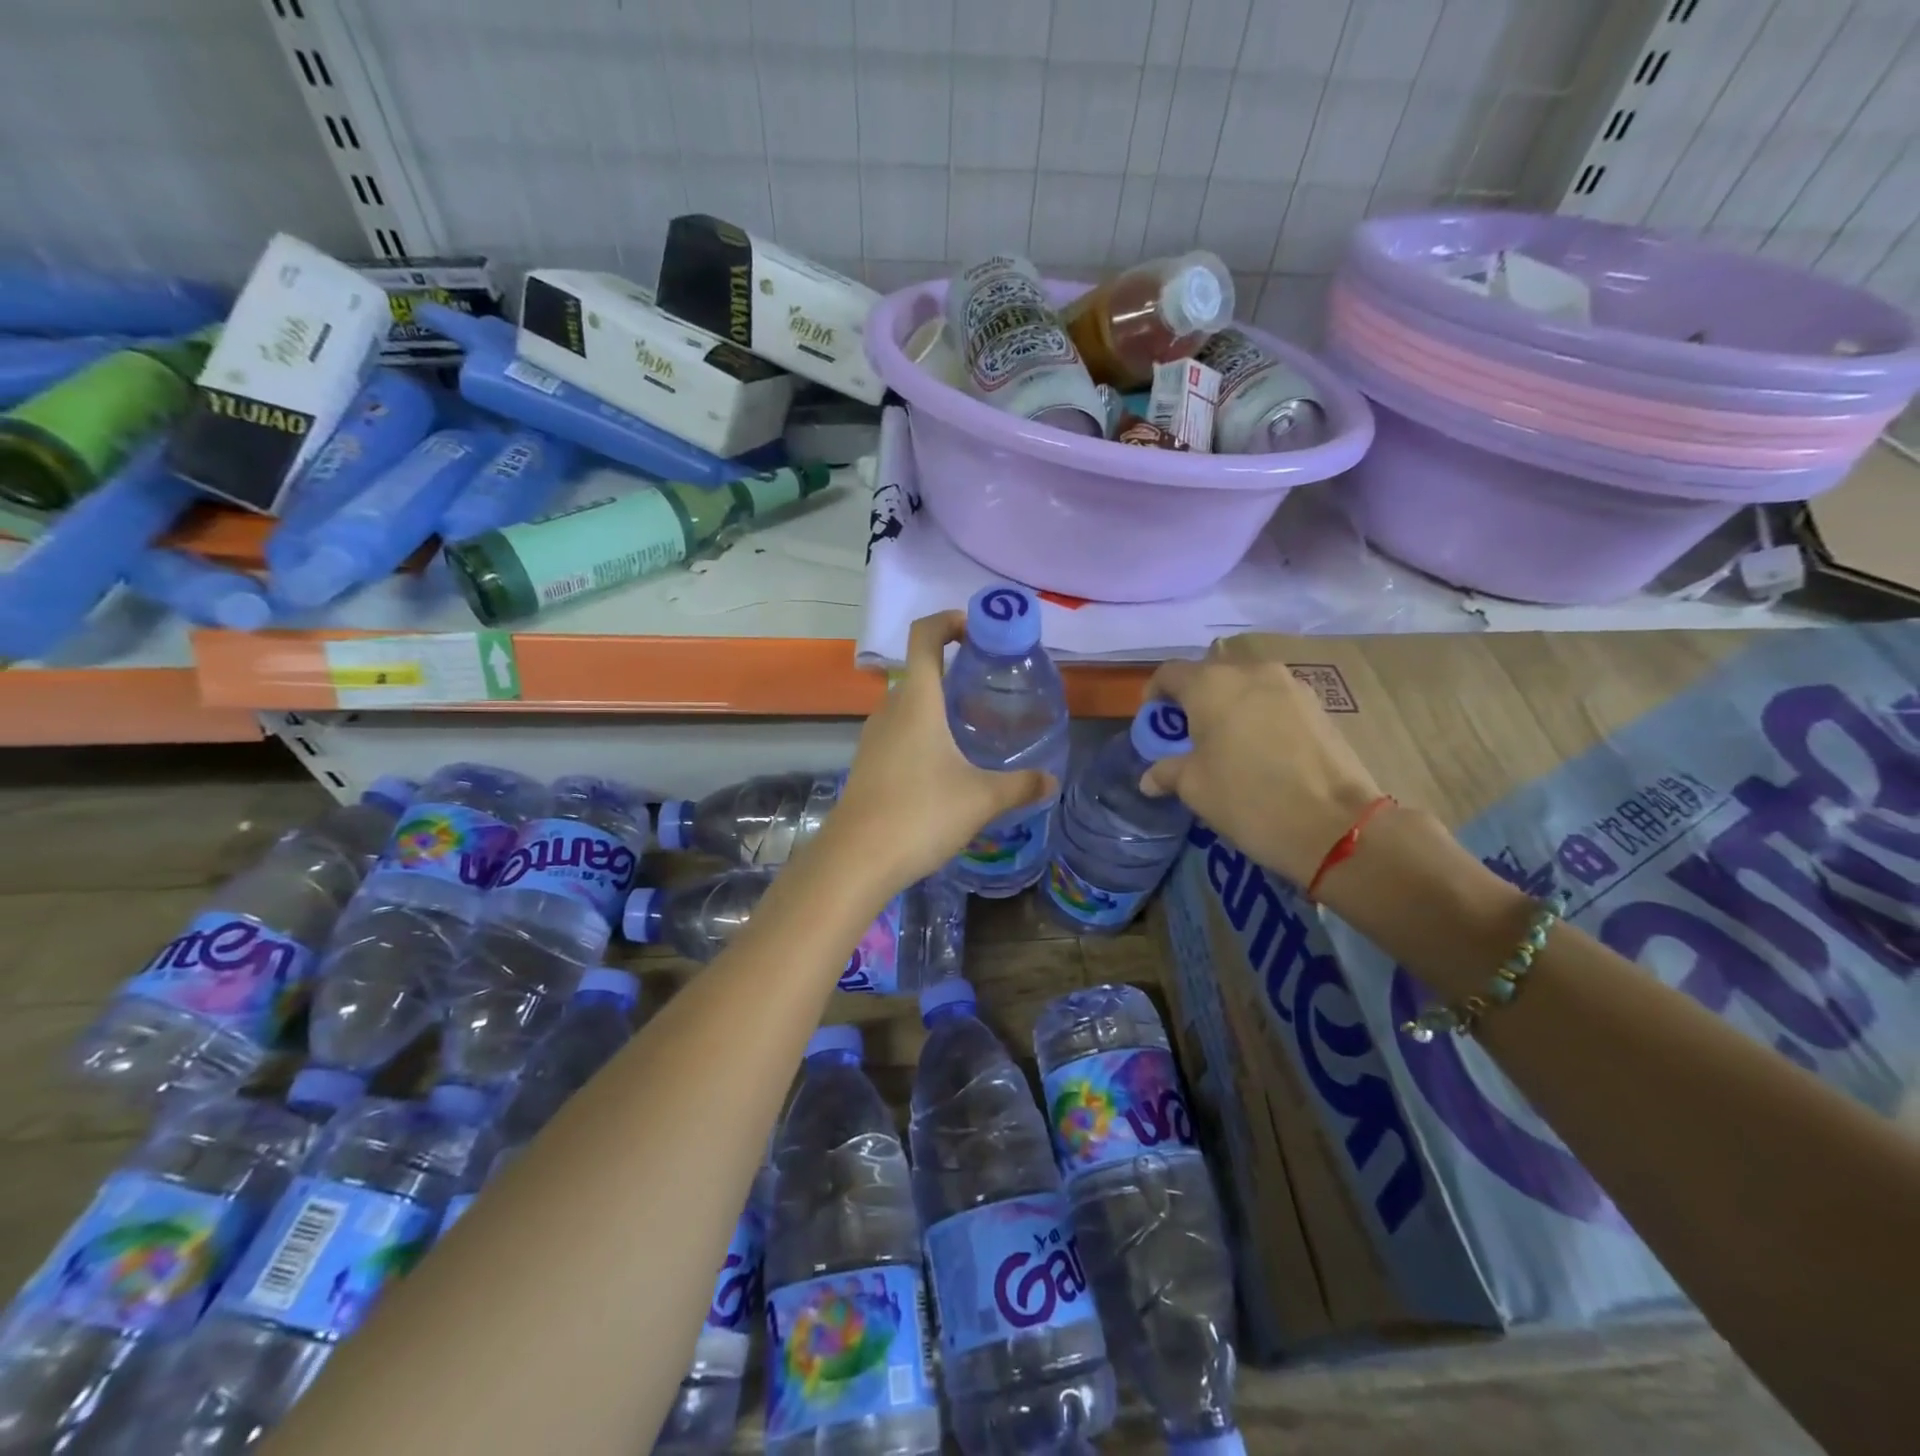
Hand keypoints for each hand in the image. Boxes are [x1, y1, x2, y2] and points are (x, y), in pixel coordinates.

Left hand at [828, 611, 1054, 892]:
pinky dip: (924, 733)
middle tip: (991, 688)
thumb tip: (1051, 780)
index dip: (949, 620)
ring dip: (939, 705)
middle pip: (919, 670)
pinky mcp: (868, 764)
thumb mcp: (981, 799)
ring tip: (974, 728)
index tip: (978, 631)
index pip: (925, 635)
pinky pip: (899, 733)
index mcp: (917, 701)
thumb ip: (1020, 786)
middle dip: (954, 670)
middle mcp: (890, 709)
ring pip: (909, 705)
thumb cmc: (921, 814)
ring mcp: (874, 738)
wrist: (856, 859)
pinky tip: (946, 767)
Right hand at [1142, 637, 1385, 886]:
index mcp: (1210, 684)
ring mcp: (1290, 686)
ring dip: (1230, 708)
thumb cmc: (1248, 798)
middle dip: (1194, 702)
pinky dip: (1260, 717)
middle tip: (1190, 738)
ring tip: (1228, 746)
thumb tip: (1150, 777)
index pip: (1169, 673)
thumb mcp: (1194, 788)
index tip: (1155, 726)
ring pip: (1246, 687)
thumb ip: (1167, 771)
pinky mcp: (1318, 706)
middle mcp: (1250, 672)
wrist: (1335, 825)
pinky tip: (1262, 752)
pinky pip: (1274, 702)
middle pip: (1209, 676)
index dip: (1155, 696)